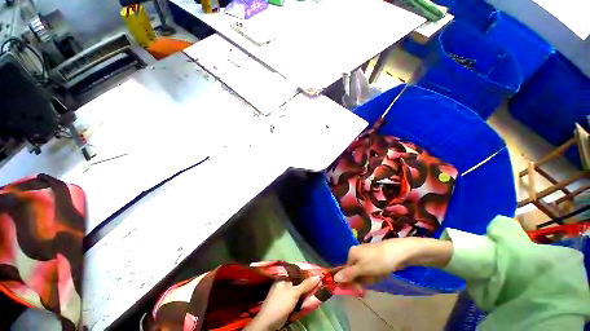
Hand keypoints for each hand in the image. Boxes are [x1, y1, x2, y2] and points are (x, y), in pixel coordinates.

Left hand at [245, 276, 320, 330]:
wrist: (268, 322)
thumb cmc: (280, 303)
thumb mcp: (294, 293)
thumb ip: (305, 284)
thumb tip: (318, 276)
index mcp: (284, 276)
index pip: (298, 270)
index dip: (307, 271)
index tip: (318, 271)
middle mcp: (285, 281)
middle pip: (299, 278)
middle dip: (308, 280)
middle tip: (320, 280)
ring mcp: (285, 291)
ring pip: (299, 287)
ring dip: (307, 288)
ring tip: (318, 286)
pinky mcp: (287, 300)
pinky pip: (297, 294)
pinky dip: (303, 295)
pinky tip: (310, 295)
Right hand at [334, 237, 452, 283]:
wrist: (398, 252)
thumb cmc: (378, 261)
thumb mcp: (362, 269)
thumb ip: (349, 274)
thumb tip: (334, 278)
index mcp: (351, 253)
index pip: (346, 270)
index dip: (352, 281)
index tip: (359, 289)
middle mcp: (357, 252)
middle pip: (355, 271)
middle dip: (363, 279)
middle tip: (372, 280)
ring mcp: (366, 254)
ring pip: (364, 272)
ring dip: (371, 277)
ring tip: (379, 275)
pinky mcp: (375, 257)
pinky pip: (371, 269)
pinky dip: (376, 274)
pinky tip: (382, 272)